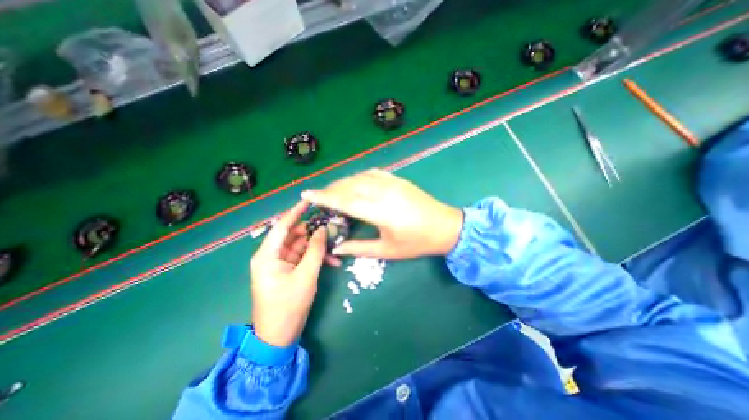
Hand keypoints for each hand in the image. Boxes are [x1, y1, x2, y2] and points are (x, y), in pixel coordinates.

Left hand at [247, 199, 335, 347]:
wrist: (279, 336)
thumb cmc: (288, 306)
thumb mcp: (306, 276)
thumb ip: (315, 250)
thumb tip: (322, 229)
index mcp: (268, 255)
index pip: (282, 226)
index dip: (296, 212)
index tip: (310, 200)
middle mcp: (272, 255)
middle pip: (294, 235)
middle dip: (313, 232)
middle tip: (332, 227)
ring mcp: (280, 263)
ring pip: (301, 246)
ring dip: (318, 247)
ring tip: (336, 248)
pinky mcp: (288, 270)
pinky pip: (303, 257)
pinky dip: (316, 258)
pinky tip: (332, 262)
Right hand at [300, 168, 462, 256]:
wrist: (445, 226)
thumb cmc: (417, 242)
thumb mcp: (387, 250)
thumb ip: (359, 248)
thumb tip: (337, 248)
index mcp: (379, 211)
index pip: (344, 201)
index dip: (323, 196)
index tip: (306, 193)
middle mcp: (382, 192)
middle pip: (349, 186)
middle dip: (330, 189)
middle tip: (319, 196)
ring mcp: (391, 182)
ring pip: (359, 177)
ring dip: (343, 182)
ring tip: (333, 190)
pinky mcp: (398, 179)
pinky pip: (372, 173)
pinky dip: (359, 176)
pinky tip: (354, 182)